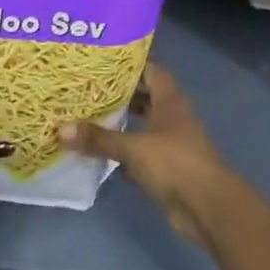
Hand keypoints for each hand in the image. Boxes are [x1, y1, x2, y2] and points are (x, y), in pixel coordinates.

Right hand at [59, 63, 231, 246]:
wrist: (208, 207)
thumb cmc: (174, 163)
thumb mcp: (133, 148)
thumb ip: (99, 139)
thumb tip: (61, 129)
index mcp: (170, 100)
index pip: (150, 70)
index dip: (129, 65)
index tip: (101, 62)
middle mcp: (172, 116)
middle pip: (145, 96)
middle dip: (120, 93)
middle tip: (88, 88)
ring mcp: (171, 142)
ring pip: (143, 124)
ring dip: (121, 122)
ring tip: (88, 115)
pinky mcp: (167, 167)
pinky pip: (141, 151)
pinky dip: (124, 149)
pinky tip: (101, 150)